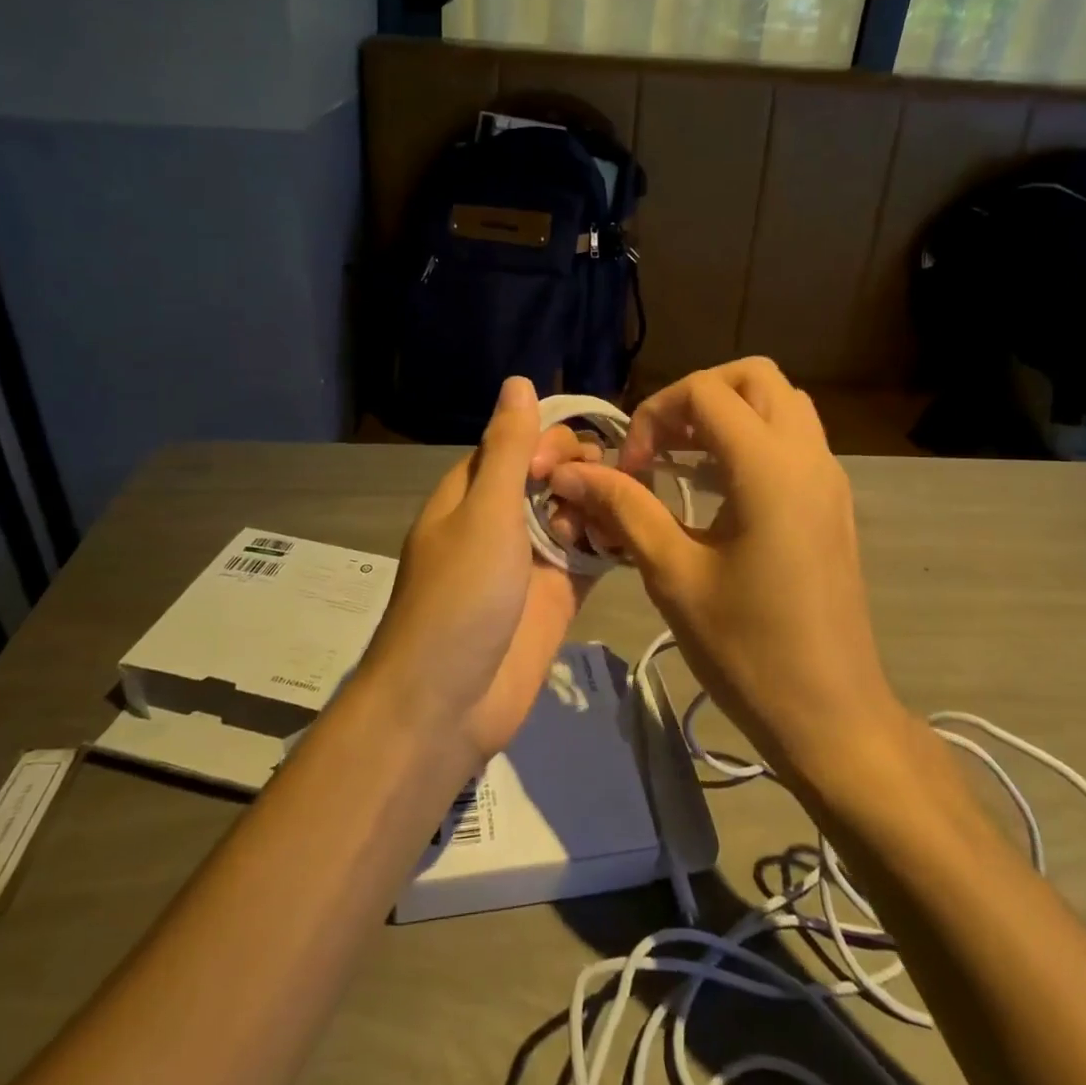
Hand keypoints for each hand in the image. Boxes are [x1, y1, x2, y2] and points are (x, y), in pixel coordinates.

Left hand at [362, 376, 599, 762]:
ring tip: (625, 518)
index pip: (520, 441)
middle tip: (601, 495)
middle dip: (582, 473)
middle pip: (553, 474)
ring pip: (577, 511)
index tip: (576, 460)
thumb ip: (509, 449)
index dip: (552, 440)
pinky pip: (591, 554)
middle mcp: (504, 517)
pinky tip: (637, 537)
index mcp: (475, 491)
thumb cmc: (460, 597)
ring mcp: (533, 557)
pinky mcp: (559, 593)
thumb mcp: (484, 512)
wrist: (448, 703)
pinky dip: (612, 542)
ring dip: (601, 506)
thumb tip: (519, 381)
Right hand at [547, 358, 900, 781]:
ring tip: (683, 459)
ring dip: (729, 413)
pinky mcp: (832, 504)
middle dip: (698, 395)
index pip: (705, 393)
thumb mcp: (674, 575)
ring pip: (782, 403)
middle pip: (755, 377)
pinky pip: (794, 439)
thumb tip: (571, 471)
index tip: (630, 468)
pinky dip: (752, 438)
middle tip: (660, 444)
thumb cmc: (747, 649)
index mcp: (769, 469)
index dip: (654, 415)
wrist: (831, 715)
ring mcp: (828, 479)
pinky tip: (716, 489)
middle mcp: (808, 457)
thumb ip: (624, 509)